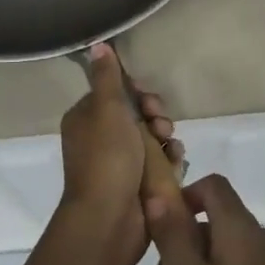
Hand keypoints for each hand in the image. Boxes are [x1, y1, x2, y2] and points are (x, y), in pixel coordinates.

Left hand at [58, 44, 182, 264]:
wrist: (110, 219)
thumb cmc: (106, 158)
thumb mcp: (107, 109)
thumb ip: (106, 77)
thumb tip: (97, 45)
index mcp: (87, 119)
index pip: (116, 93)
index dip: (136, 92)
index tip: (148, 98)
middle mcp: (101, 139)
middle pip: (138, 114)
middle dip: (155, 116)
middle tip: (161, 124)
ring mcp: (120, 164)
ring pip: (152, 138)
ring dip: (166, 138)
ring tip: (171, 146)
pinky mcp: (138, 184)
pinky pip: (160, 163)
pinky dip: (170, 160)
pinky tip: (177, 162)